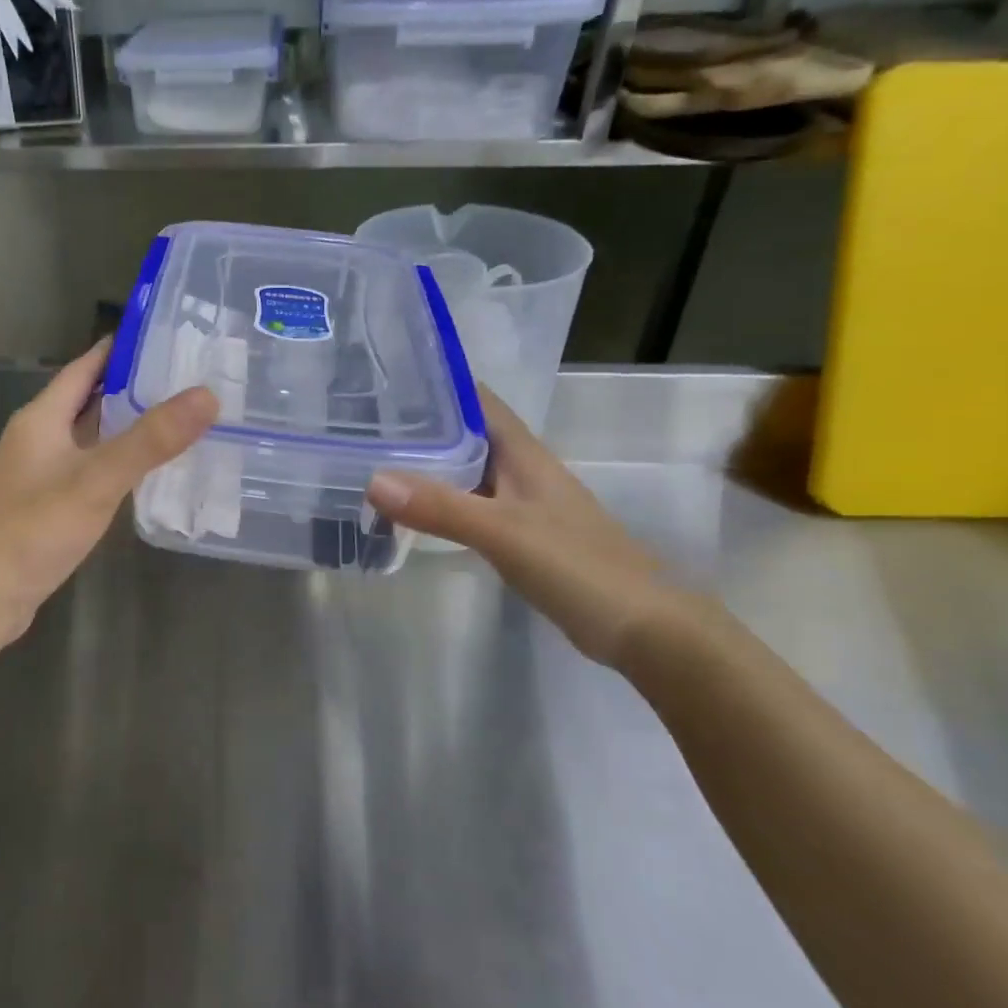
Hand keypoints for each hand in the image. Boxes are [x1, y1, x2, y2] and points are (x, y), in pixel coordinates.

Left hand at [0, 339, 217, 641]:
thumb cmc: (32, 530)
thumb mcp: (96, 481)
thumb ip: (151, 440)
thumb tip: (207, 395)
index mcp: (41, 418)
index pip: (85, 366)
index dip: (122, 348)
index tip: (169, 337)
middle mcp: (36, 438)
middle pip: (88, 399)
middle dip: (133, 387)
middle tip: (187, 379)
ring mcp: (37, 473)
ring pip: (88, 436)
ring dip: (125, 426)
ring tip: (177, 419)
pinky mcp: (44, 505)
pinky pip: (87, 469)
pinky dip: (116, 462)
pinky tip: (145, 473)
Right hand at [366, 387, 696, 667]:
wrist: (645, 630)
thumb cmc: (579, 567)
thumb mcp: (504, 533)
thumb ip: (440, 507)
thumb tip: (372, 480)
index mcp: (524, 454)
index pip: (476, 400)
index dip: (436, 383)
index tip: (386, 378)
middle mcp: (522, 470)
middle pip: (467, 433)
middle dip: (421, 424)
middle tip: (362, 422)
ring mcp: (522, 504)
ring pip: (467, 470)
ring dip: (428, 463)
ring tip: (374, 458)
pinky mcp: (520, 536)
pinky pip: (471, 504)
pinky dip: (441, 500)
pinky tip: (412, 510)